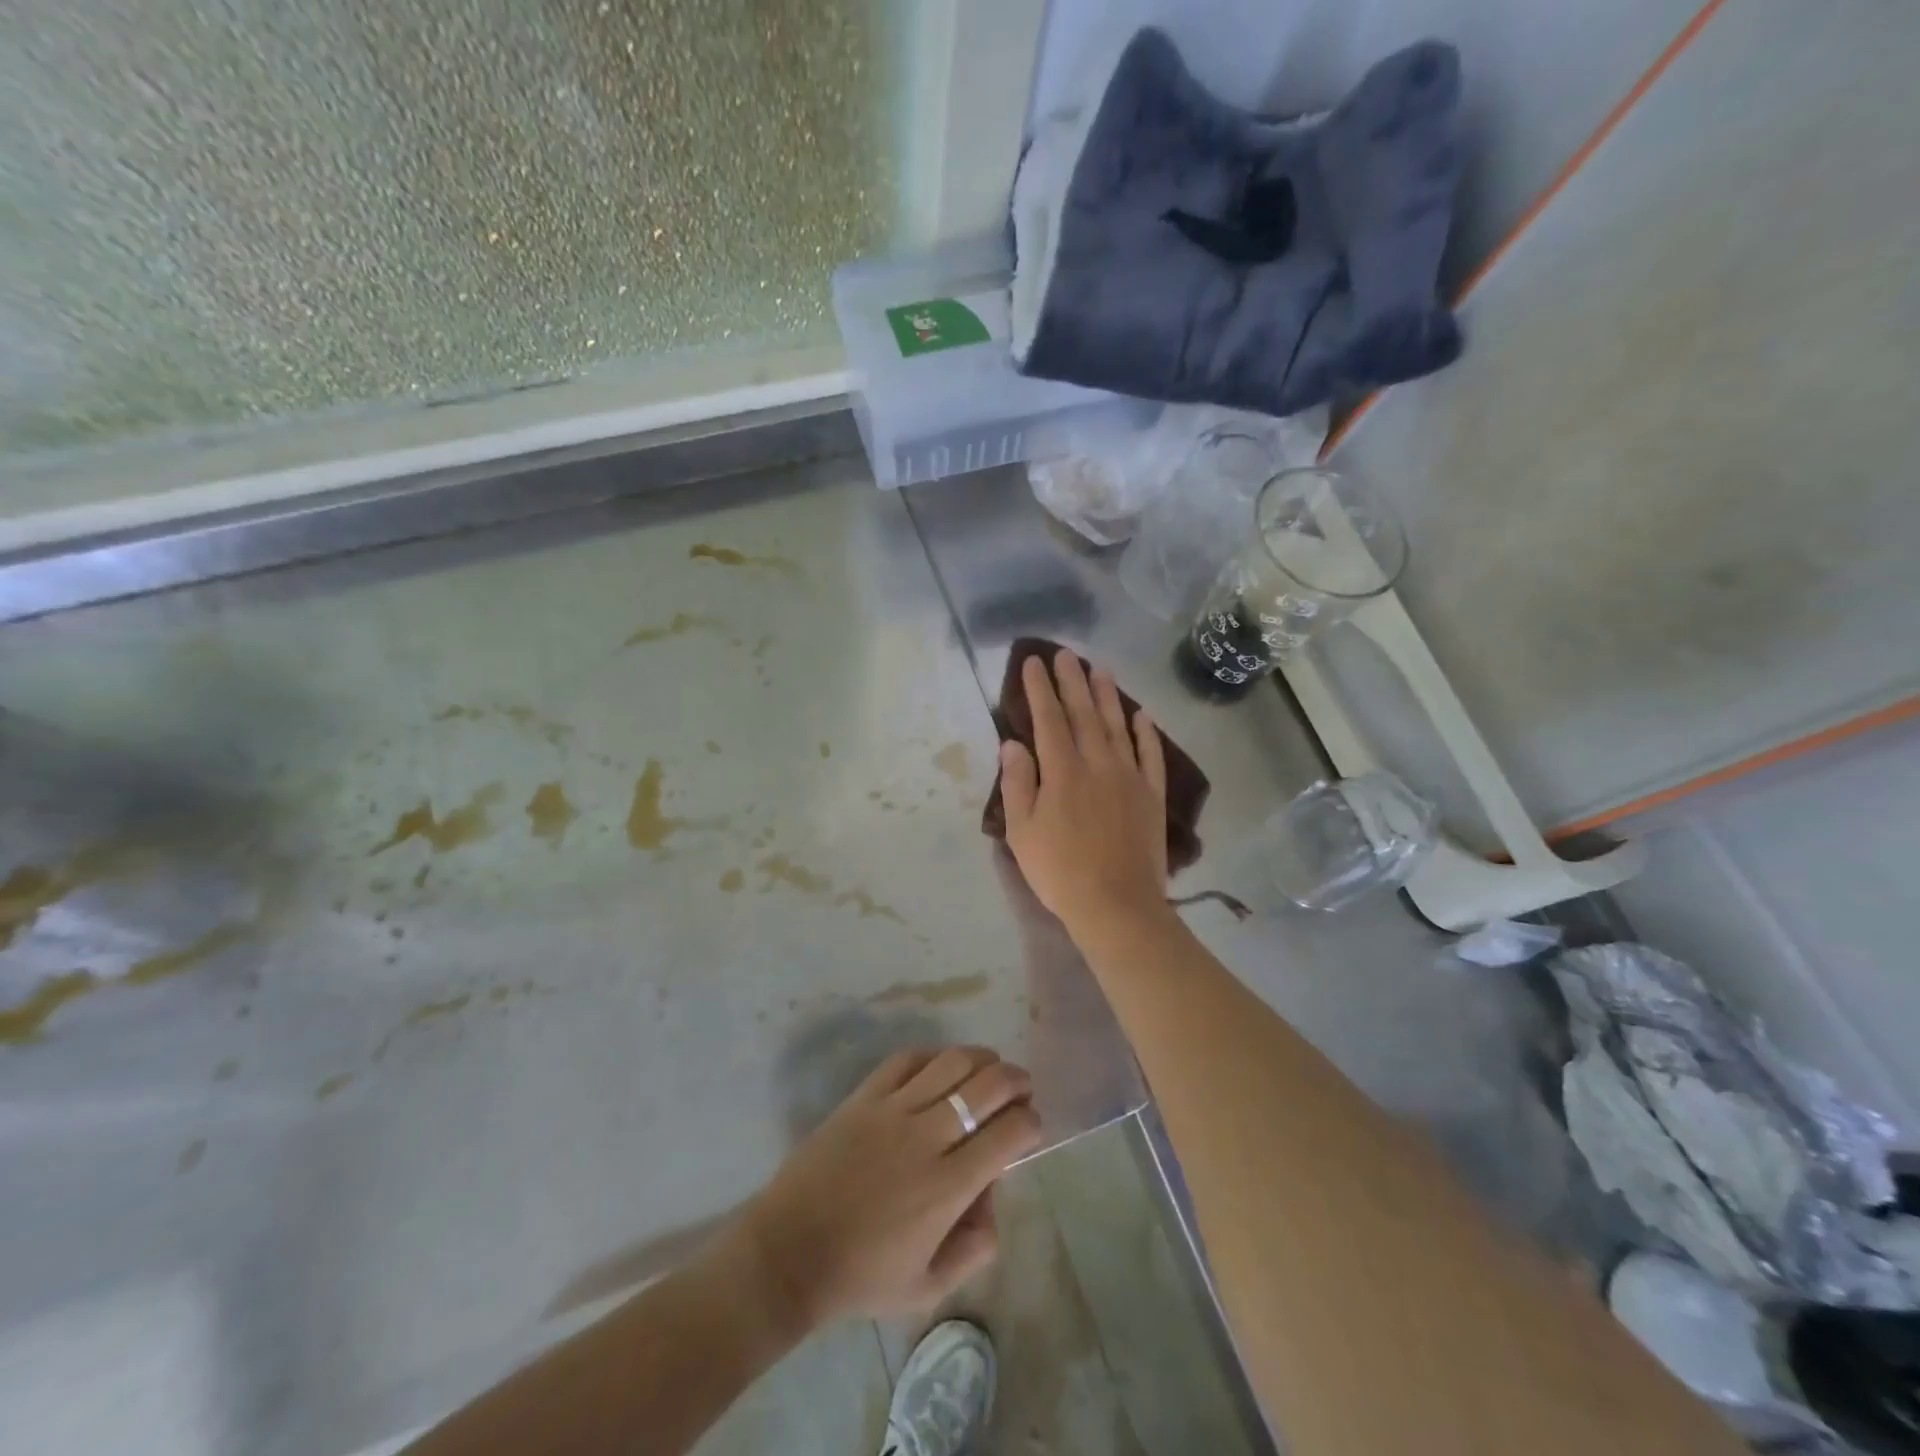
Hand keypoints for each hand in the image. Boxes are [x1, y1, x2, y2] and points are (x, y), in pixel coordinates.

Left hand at [737, 1047, 1041, 1331]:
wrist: (790, 1251)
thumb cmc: (861, 1275)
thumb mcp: (928, 1288)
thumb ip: (975, 1248)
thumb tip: (993, 1195)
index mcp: (947, 1188)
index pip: (1008, 1135)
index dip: (1031, 1123)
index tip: (1033, 1126)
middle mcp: (926, 1139)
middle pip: (986, 1087)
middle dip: (1015, 1080)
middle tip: (1022, 1088)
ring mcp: (893, 1110)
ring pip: (951, 1063)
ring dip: (982, 1059)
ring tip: (991, 1066)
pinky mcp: (864, 1096)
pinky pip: (907, 1060)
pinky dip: (934, 1056)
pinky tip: (943, 1064)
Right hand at [999, 650, 1169, 934]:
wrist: (1116, 904)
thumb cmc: (1059, 870)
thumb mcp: (1022, 830)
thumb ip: (1018, 783)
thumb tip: (1012, 743)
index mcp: (1062, 770)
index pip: (1048, 719)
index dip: (1039, 689)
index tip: (1033, 662)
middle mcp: (1098, 763)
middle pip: (1084, 714)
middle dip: (1072, 681)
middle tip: (1066, 654)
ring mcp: (1129, 777)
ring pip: (1118, 726)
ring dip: (1108, 696)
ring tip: (1100, 669)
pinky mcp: (1151, 796)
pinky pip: (1151, 755)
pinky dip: (1146, 733)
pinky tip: (1142, 715)